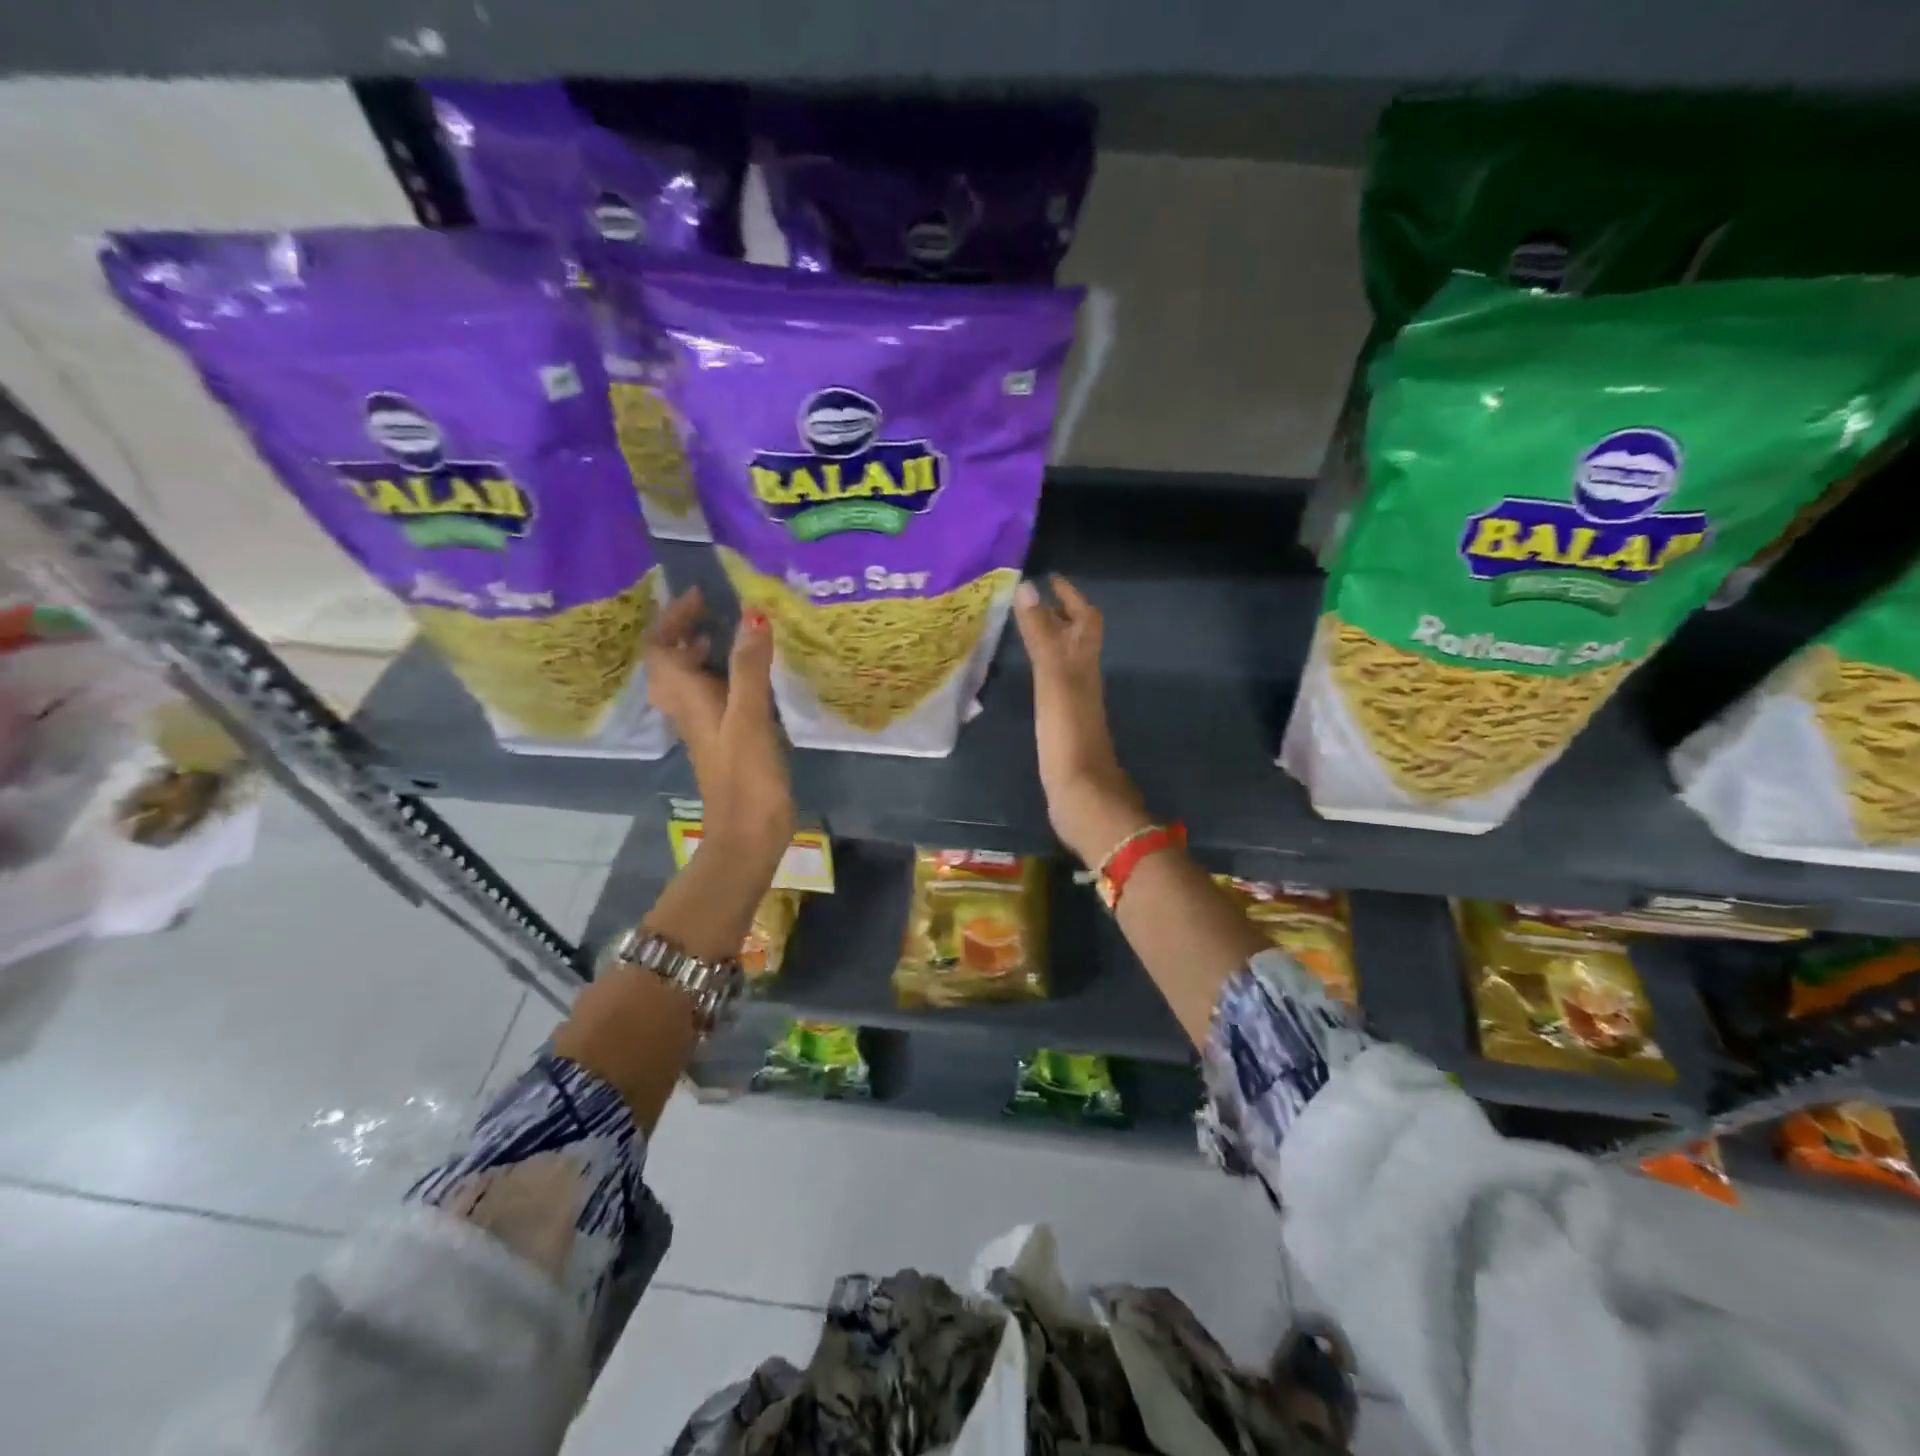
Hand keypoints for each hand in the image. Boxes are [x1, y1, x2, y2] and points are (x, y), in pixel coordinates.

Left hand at [644, 588, 794, 860]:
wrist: (748, 836)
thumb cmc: (746, 777)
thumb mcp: (749, 718)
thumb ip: (750, 667)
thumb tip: (753, 615)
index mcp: (687, 699)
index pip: (660, 649)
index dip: (672, 619)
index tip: (701, 597)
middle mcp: (689, 710)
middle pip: (669, 663)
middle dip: (684, 631)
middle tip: (715, 612)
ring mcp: (706, 728)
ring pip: (690, 681)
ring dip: (701, 654)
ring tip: (733, 637)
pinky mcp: (724, 742)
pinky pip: (713, 698)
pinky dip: (723, 677)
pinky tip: (752, 678)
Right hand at [1013, 575, 1148, 863]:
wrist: (1083, 797)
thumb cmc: (1069, 736)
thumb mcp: (1054, 679)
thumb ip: (1042, 636)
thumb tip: (1030, 588)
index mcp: (1085, 665)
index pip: (1085, 620)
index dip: (1071, 597)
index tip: (1049, 577)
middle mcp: (1083, 680)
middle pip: (1077, 639)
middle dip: (1058, 615)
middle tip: (1028, 600)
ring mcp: (1074, 705)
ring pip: (1065, 661)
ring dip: (1048, 641)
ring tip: (1022, 628)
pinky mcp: (1063, 727)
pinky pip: (1053, 685)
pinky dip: (1041, 669)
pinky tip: (1026, 676)